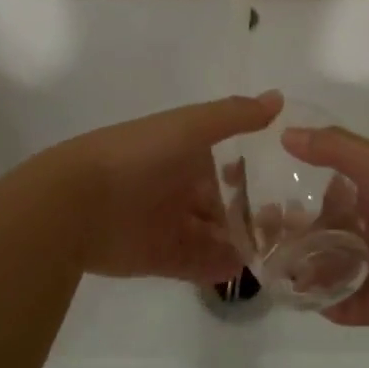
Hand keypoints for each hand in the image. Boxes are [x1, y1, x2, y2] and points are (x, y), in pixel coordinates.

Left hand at [47, 91, 281, 282]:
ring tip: (279, 253)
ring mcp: (170, 226)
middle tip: (292, 229)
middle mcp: (178, 190)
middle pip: (223, 206)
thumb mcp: (188, 127)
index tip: (289, 186)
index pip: (227, 167)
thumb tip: (279, 98)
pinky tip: (246, 269)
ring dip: (241, 244)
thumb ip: (233, 116)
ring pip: (215, 237)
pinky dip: (220, 268)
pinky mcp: (161, 258)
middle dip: (252, 216)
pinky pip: (199, 265)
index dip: (253, 176)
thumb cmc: (137, 157)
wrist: (76, 203)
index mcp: (183, 155)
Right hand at [281, 124, 368, 334]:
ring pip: (338, 272)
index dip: (303, 200)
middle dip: (301, 240)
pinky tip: (306, 301)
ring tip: (278, 275)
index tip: (271, 205)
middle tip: (266, 245)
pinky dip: (332, 305)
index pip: (334, 196)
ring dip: (310, 274)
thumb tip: (285, 132)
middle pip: (332, 235)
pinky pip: (355, 306)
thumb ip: (333, 149)